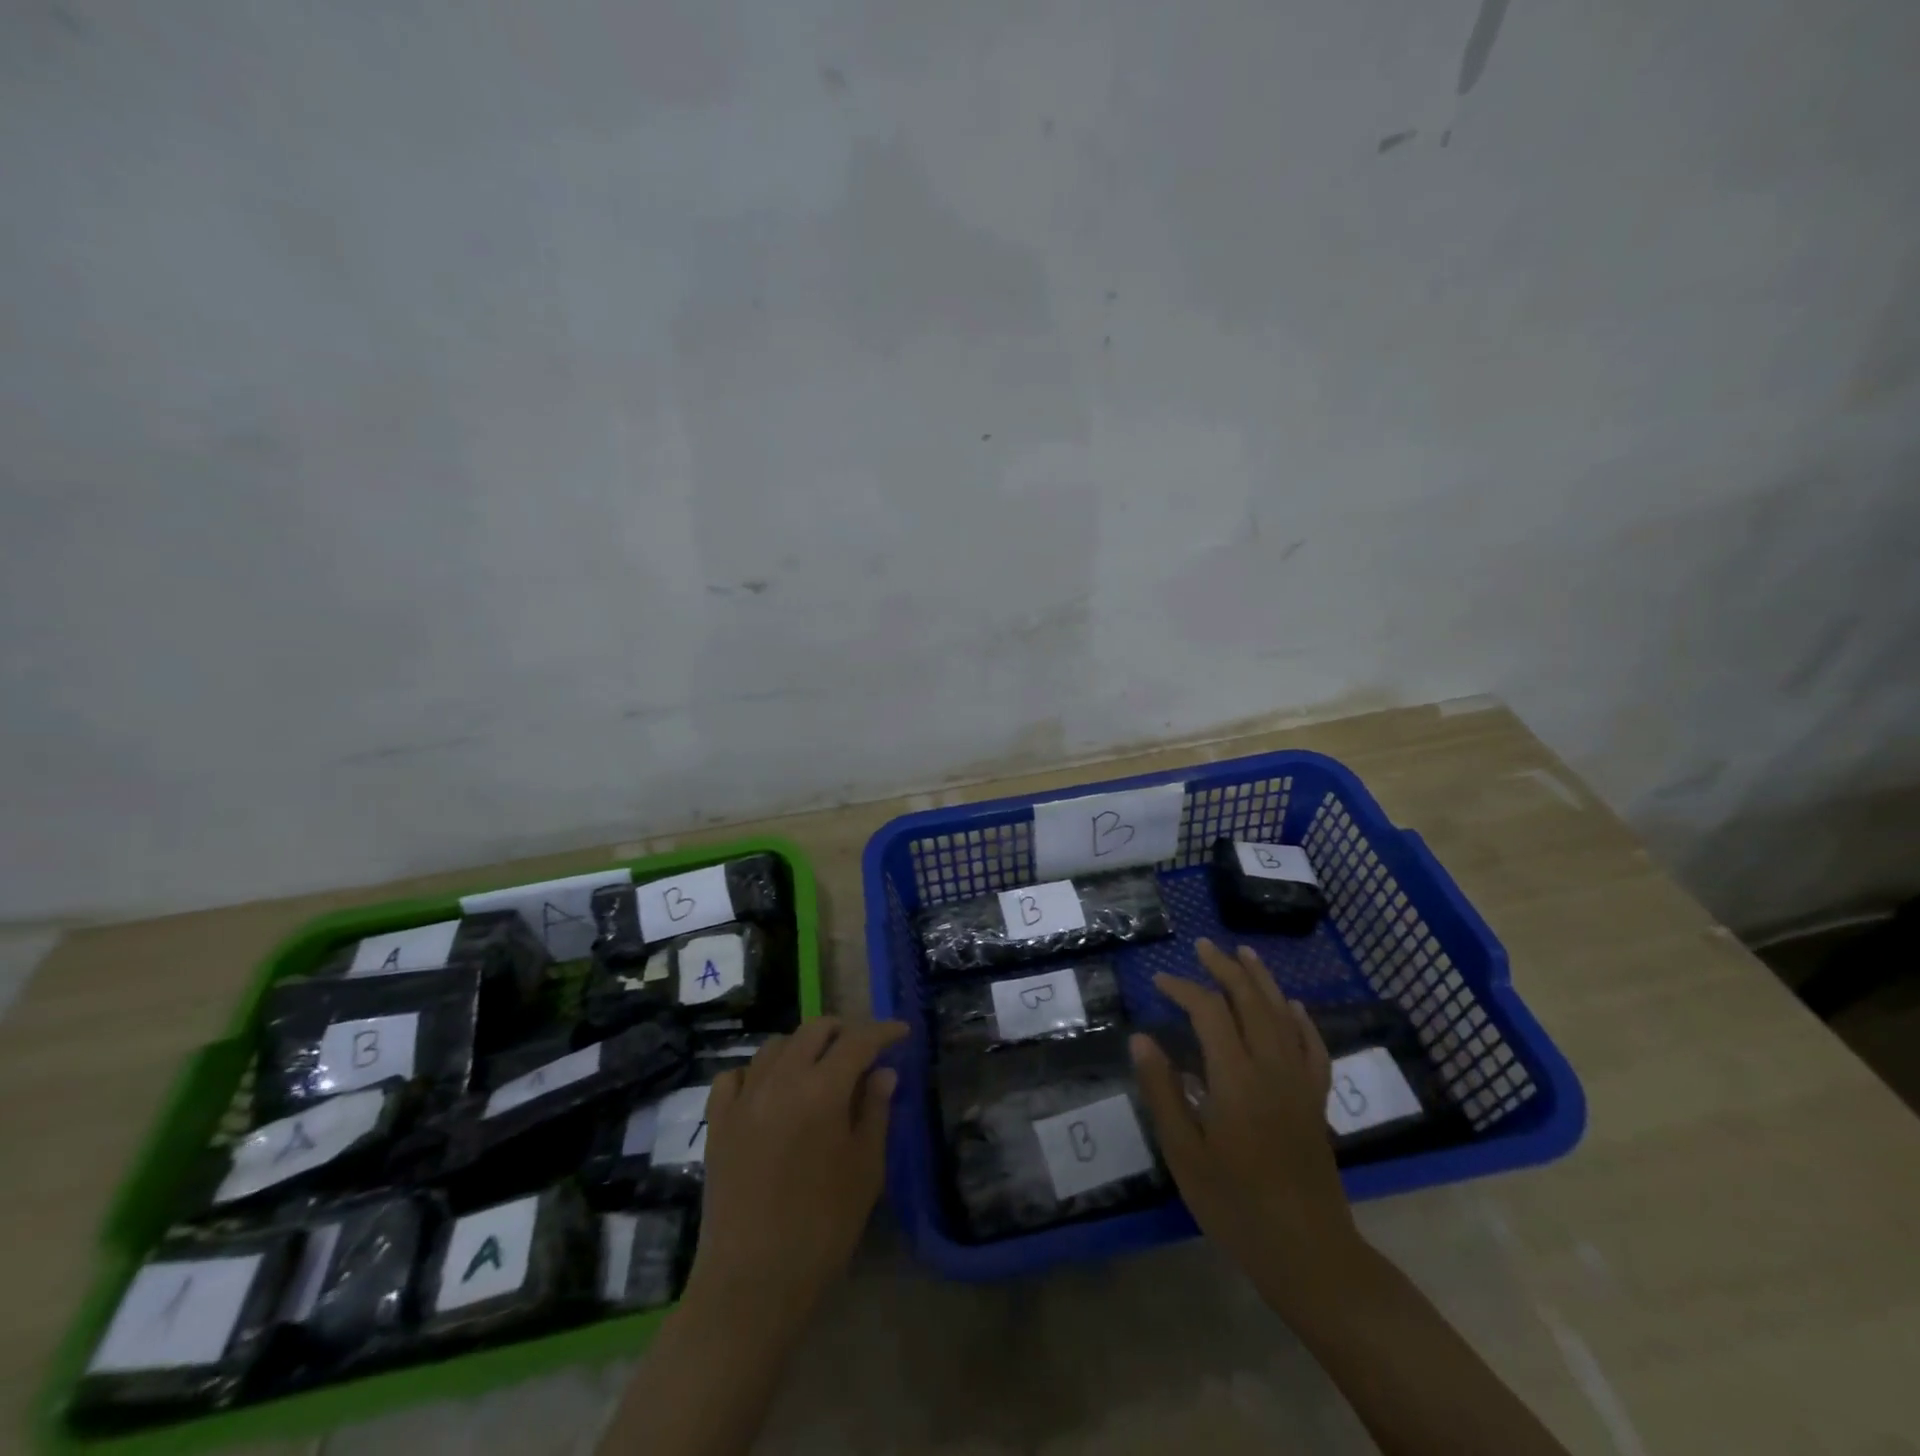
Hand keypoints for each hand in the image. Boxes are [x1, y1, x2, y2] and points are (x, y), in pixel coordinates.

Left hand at [686, 1017, 907, 1332]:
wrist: (752, 1283)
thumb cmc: (823, 1228)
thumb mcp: (865, 1169)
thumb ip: (875, 1111)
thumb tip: (883, 1072)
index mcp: (822, 1090)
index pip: (858, 1041)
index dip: (883, 1031)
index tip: (901, 1032)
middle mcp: (780, 1080)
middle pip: (814, 1030)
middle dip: (843, 1031)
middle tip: (862, 1051)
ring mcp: (743, 1099)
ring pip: (775, 1046)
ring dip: (802, 1047)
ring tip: (818, 1069)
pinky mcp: (718, 1123)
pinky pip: (734, 1076)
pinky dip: (756, 1072)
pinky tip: (768, 1091)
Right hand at [1130, 939, 1363, 1316]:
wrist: (1309, 1254)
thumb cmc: (1236, 1205)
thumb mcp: (1185, 1153)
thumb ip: (1163, 1091)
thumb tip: (1142, 1039)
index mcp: (1236, 1078)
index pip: (1209, 1012)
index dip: (1183, 988)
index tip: (1158, 980)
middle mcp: (1272, 1068)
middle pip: (1251, 1001)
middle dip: (1225, 968)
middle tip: (1203, 946)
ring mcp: (1300, 1083)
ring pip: (1283, 1015)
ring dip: (1262, 980)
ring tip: (1244, 953)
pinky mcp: (1316, 1101)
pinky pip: (1313, 1047)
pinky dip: (1302, 1020)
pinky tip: (1294, 1006)